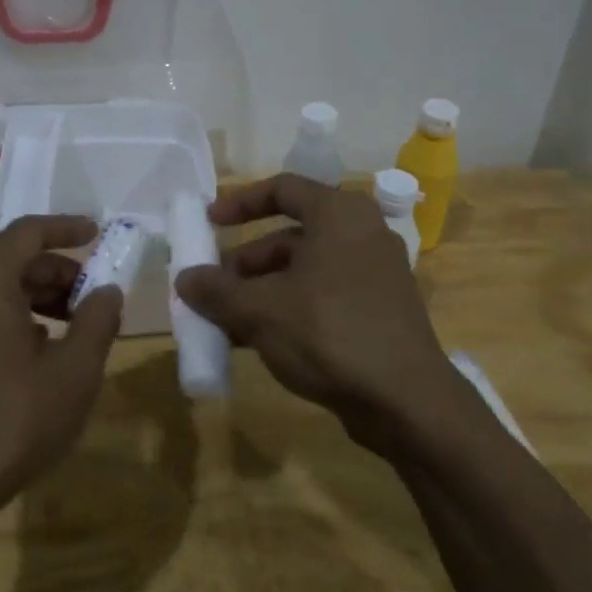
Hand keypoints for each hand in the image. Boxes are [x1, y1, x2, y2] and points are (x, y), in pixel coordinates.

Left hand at [0, 215, 123, 520]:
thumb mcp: (74, 370)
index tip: (98, 233)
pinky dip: (13, 315)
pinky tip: (39, 349)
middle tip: (96, 296)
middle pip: (12, 259)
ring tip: (75, 325)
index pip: (29, 232)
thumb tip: (107, 291)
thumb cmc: (12, 420)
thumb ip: (98, 320)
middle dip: (59, 271)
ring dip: (38, 296)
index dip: (68, 228)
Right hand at [175, 174, 452, 440]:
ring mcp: (375, 275)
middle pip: (290, 236)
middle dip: (246, 262)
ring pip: (305, 271)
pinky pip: (323, 296)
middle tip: (213, 287)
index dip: (241, 202)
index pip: (282, 189)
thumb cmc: (329, 333)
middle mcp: (362, 234)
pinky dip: (289, 309)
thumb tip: (184, 279)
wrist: (407, 402)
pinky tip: (257, 341)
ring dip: (262, 291)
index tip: (209, 221)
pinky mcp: (380, 311)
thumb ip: (217, 291)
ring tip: (226, 321)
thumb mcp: (261, 310)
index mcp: (339, 215)